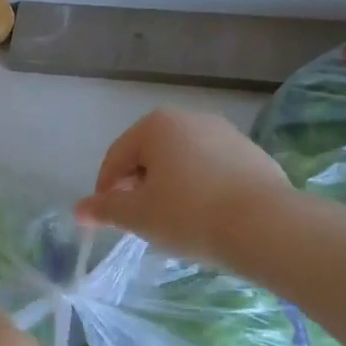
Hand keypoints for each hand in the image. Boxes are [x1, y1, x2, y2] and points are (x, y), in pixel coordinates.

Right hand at [75, 108, 289, 264]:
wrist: (266, 226)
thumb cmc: (189, 215)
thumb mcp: (139, 215)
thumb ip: (106, 209)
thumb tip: (79, 210)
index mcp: (156, 125)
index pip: (117, 157)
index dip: (106, 190)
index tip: (108, 220)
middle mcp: (190, 118)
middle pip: (150, 155)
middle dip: (140, 187)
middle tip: (141, 222)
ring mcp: (226, 133)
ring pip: (184, 162)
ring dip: (172, 188)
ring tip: (175, 223)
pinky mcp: (252, 154)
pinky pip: (214, 171)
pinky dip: (203, 190)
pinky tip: (208, 219)